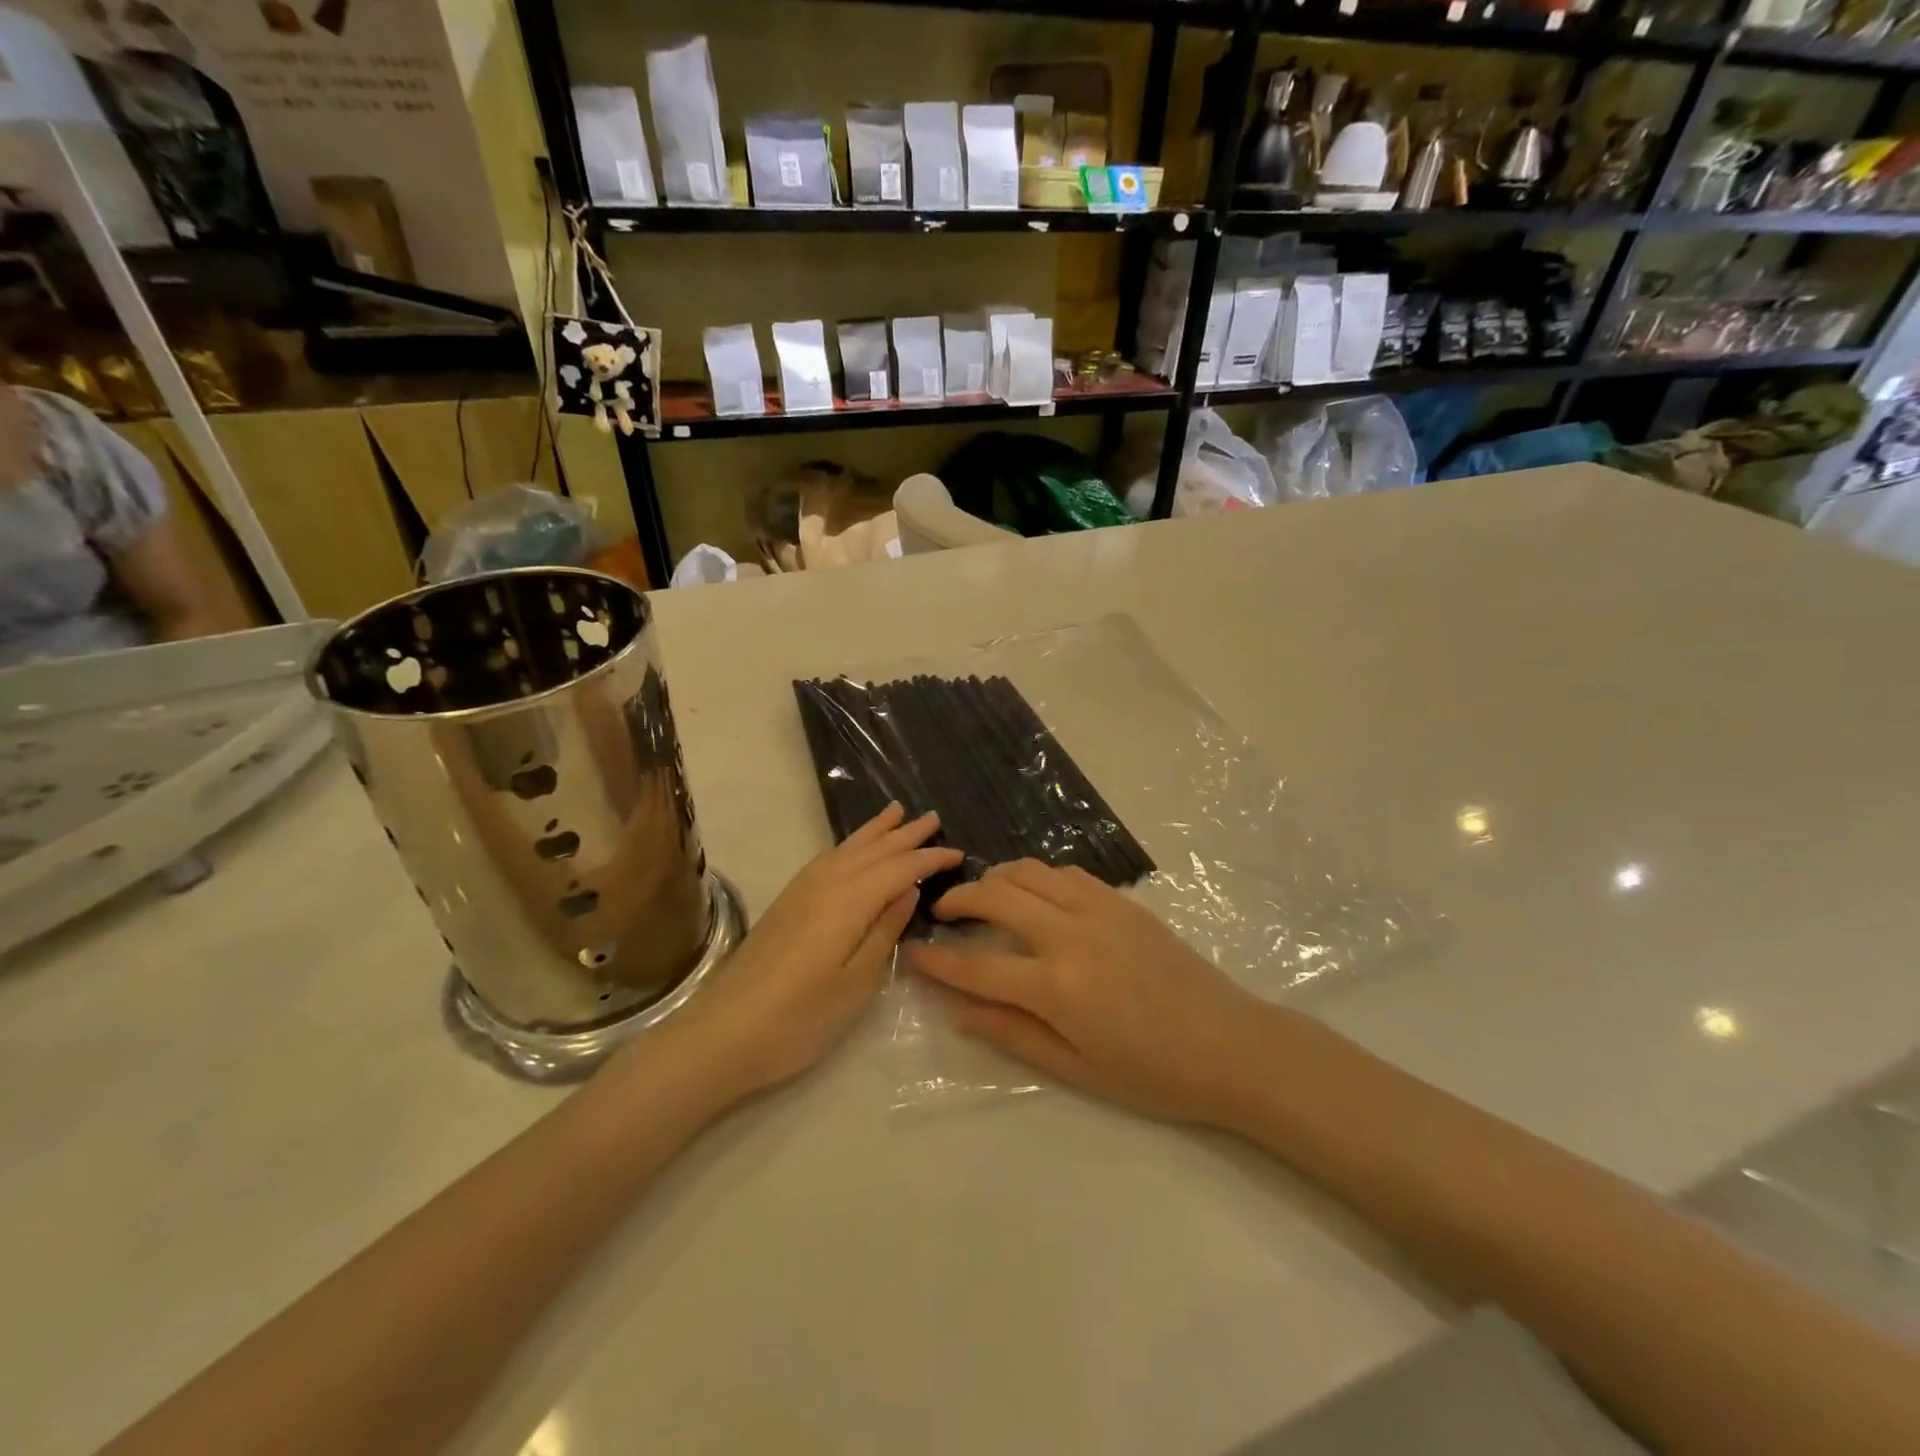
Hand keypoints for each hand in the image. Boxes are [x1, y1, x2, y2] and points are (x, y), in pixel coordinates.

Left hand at [645, 803, 962, 1103]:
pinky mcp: (786, 903)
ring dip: (875, 831)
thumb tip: (908, 892)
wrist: (722, 1035)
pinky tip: (852, 849)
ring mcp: (801, 890)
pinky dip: (849, 846)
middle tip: (933, 817)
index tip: (959, 853)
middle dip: (905, 833)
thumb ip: (885, 931)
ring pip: (847, 848)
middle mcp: (825, 883)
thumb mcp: (856, 982)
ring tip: (896, 812)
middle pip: (873, 849)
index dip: (930, 859)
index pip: (900, 868)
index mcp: (849, 901)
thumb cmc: (800, 1019)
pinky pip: (827, 858)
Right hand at [911, 859, 1272, 1126]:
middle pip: (996, 897)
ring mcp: (1099, 909)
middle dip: (958, 899)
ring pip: (1029, 872)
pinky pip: (1066, 873)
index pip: (976, 967)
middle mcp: (1070, 935)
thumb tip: (957, 1011)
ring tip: (982, 896)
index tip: (909, 952)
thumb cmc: (1153, 1073)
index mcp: (1056, 987)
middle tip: (941, 913)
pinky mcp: (1122, 901)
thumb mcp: (1076, 1069)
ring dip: (995, 878)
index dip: (935, 961)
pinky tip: (1034, 894)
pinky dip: (1037, 876)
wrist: (1232, 1045)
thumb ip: (1012, 1034)